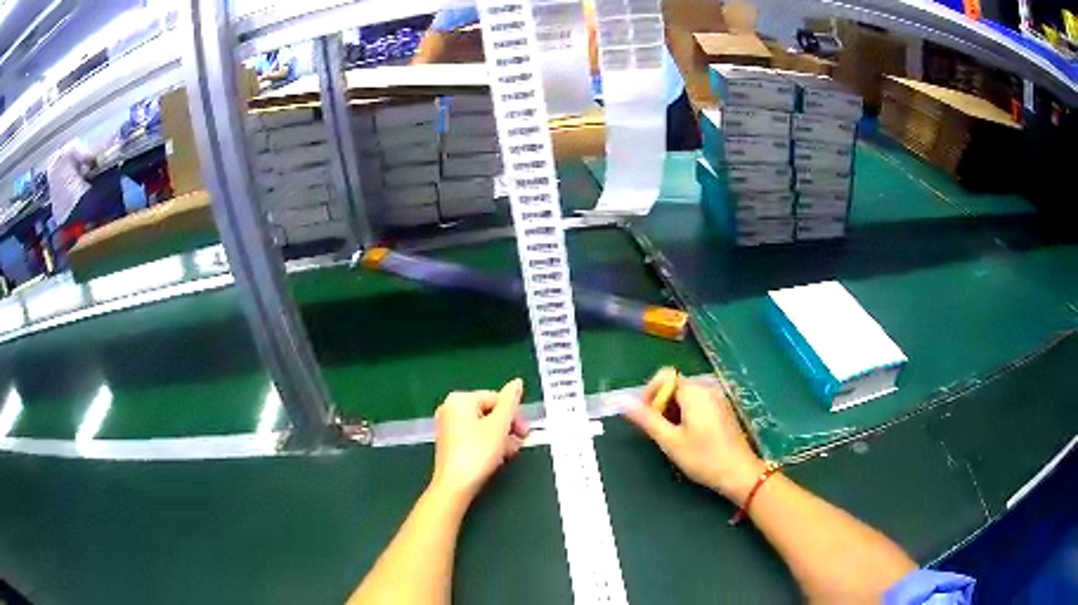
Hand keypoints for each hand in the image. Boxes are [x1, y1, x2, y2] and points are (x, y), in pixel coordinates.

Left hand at [429, 379, 529, 504]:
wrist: (455, 485)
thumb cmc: (478, 452)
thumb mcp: (499, 425)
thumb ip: (510, 401)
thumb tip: (517, 382)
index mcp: (460, 399)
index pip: (496, 398)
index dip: (514, 415)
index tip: (525, 432)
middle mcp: (450, 408)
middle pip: (490, 412)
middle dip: (507, 428)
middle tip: (519, 443)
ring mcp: (448, 426)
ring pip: (484, 426)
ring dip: (501, 438)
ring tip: (508, 453)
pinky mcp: (450, 443)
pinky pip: (474, 437)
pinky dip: (488, 445)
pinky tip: (497, 458)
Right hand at [623, 371, 765, 502]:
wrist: (740, 474)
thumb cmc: (704, 458)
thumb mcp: (670, 441)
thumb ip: (646, 419)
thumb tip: (622, 401)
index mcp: (694, 392)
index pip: (665, 376)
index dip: (650, 393)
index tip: (648, 417)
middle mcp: (707, 389)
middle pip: (675, 386)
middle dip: (661, 405)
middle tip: (660, 432)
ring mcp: (718, 399)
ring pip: (686, 396)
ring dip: (673, 412)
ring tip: (674, 438)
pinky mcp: (723, 410)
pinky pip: (698, 404)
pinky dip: (687, 415)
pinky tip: (690, 438)